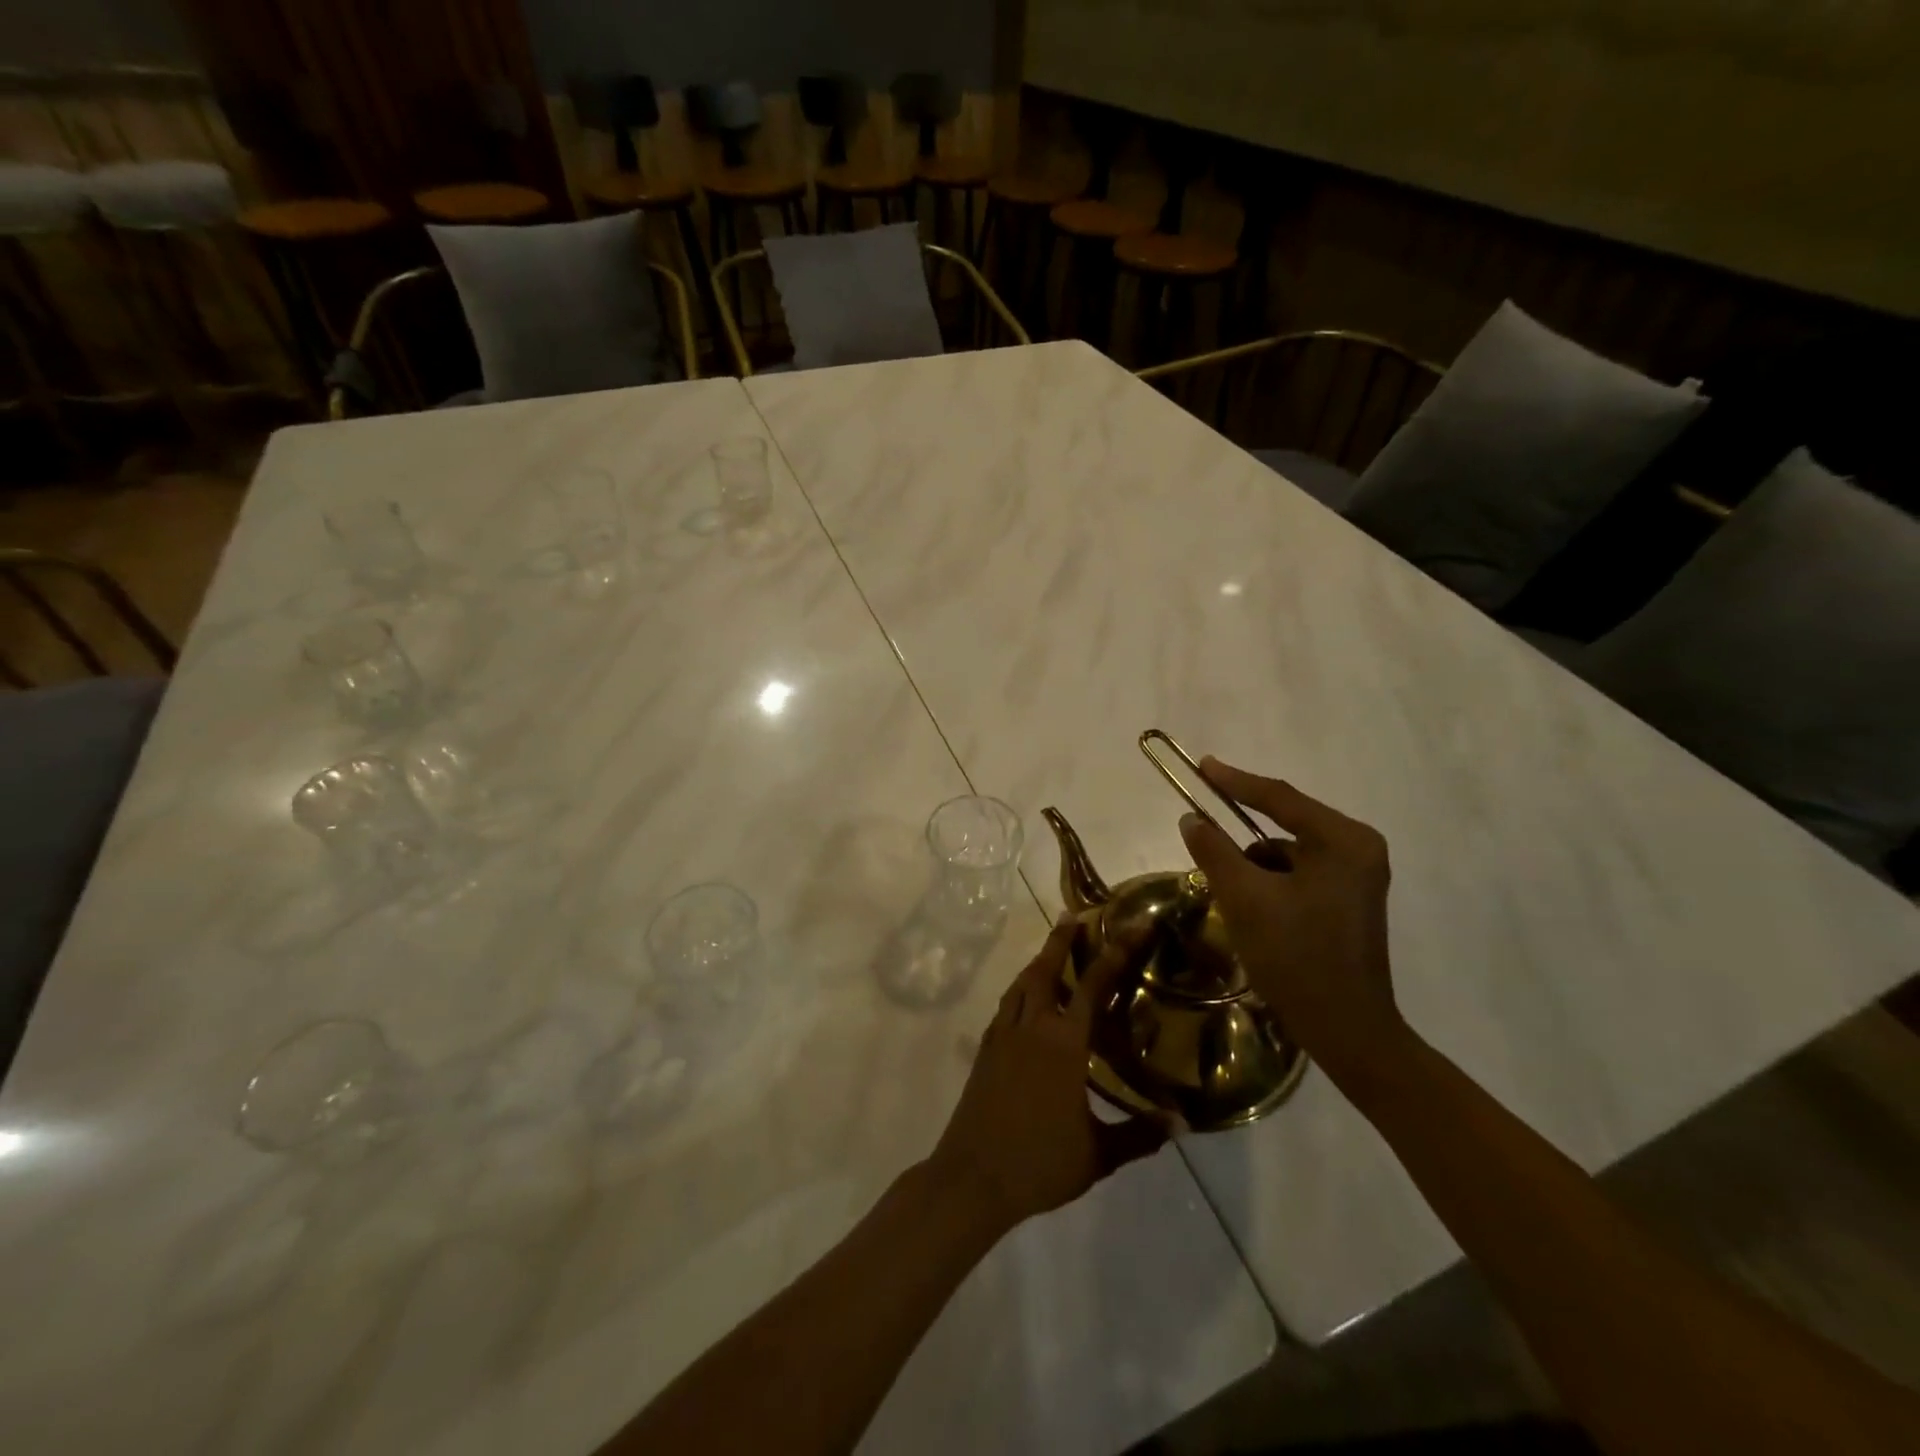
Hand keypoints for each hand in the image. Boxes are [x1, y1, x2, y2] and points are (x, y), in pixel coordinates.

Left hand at [925, 919, 1170, 1234]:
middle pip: (1046, 970)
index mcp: (1064, 1044)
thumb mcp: (1098, 1155)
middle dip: (1062, 940)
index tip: (1131, 926)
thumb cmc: (1039, 1163)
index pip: (1093, 986)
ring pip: (1021, 984)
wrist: (973, 1176)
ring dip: (1038, 961)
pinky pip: (1006, 1005)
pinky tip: (1025, 998)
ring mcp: (1003, 1035)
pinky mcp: (985, 1049)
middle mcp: (1032, 1027)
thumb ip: (1139, 1135)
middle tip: (1074, 915)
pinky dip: (1019, 989)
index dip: (1115, 952)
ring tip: (1051, 949)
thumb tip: (1180, 1123)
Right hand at [1179, 758, 1406, 1081]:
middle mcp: (1358, 849)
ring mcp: (1357, 875)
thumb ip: (1214, 851)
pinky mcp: (1349, 899)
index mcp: (1343, 841)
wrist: (1347, 1030)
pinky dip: (1270, 885)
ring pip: (1287, 854)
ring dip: (1254, 868)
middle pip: (1285, 825)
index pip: (1279, 798)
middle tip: (1203, 835)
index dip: (1235, 781)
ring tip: (1234, 901)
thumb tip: (1191, 819)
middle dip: (1242, 840)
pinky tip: (1255, 915)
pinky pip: (1297, 875)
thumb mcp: (1245, 899)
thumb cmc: (1297, 958)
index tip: (1201, 765)